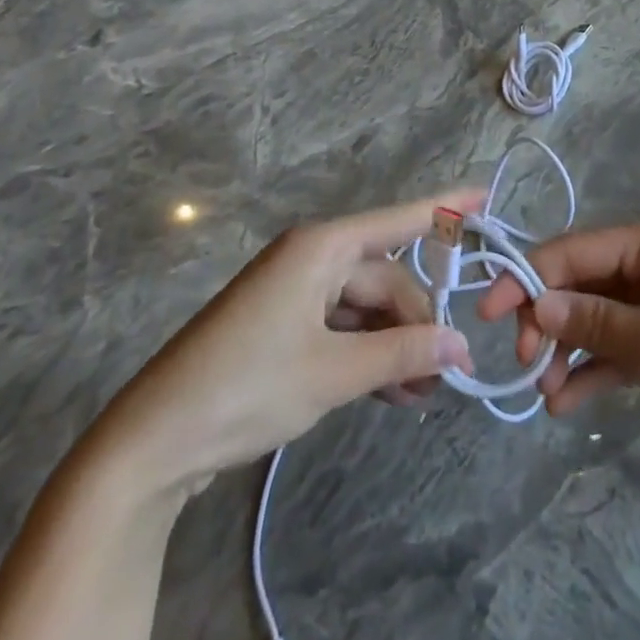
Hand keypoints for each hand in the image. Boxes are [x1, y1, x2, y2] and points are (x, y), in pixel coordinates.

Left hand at [94, 192, 480, 494]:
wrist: (151, 445)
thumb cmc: (246, 387)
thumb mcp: (333, 371)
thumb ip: (402, 351)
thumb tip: (461, 348)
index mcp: (322, 247)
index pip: (400, 218)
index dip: (447, 206)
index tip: (488, 194)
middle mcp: (312, 258)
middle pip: (386, 277)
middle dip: (418, 322)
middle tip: (445, 374)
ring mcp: (295, 292)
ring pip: (366, 307)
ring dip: (395, 345)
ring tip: (422, 393)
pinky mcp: (283, 325)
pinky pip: (343, 327)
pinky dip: (367, 354)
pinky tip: (393, 391)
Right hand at [476, 211, 639, 456]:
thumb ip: (597, 324)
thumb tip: (534, 307)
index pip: (575, 250)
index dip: (528, 278)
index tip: (488, 316)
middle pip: (582, 282)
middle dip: (548, 319)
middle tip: (524, 366)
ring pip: (596, 316)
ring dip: (567, 350)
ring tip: (543, 393)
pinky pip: (619, 345)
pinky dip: (595, 369)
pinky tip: (566, 401)